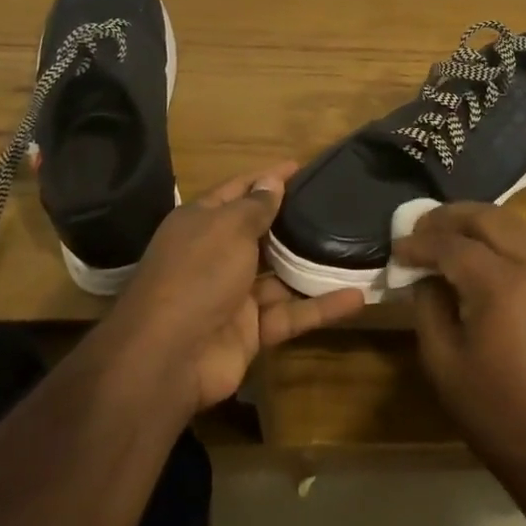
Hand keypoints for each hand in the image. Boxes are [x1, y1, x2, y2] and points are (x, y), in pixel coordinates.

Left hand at [101, 163, 365, 414]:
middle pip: (260, 233)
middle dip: (293, 221)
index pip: (238, 191)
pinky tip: (357, 296)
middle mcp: (216, 256)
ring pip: (280, 275)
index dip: (267, 178)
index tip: (301, 167)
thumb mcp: (227, 228)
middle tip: (335, 205)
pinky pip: (291, 313)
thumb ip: (255, 206)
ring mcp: (234, 295)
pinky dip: (321, 307)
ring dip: (312, 266)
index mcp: (201, 224)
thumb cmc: (197, 275)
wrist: (168, 357)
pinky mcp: (252, 331)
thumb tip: (272, 180)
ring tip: (354, 249)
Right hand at [396, 202, 525, 478]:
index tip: (397, 248)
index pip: (453, 245)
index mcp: (501, 285)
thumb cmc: (496, 411)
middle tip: (421, 226)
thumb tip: (425, 277)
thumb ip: (428, 308)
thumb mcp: (444, 363)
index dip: (421, 243)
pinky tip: (479, 256)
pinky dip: (500, 239)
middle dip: (452, 216)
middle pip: (490, 218)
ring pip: (515, 225)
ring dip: (479, 222)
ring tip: (447, 234)